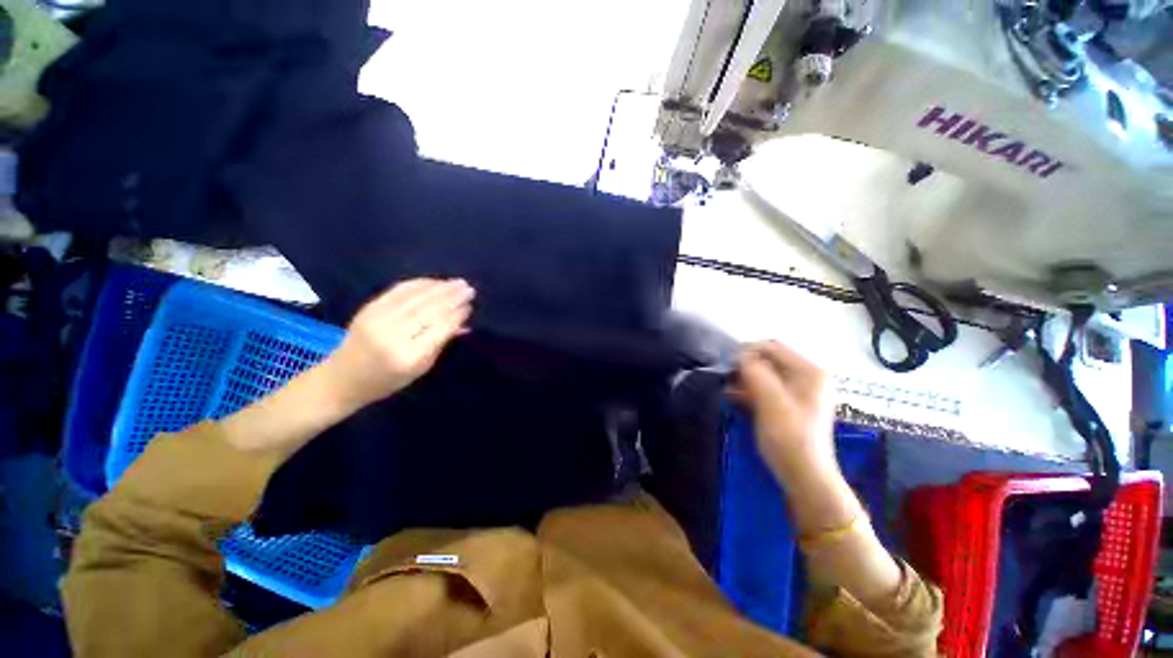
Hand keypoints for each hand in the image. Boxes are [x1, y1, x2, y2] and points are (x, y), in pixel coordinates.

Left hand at [322, 278, 473, 409]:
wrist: (341, 379)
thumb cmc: (386, 380)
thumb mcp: (420, 368)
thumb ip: (441, 343)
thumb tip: (463, 324)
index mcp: (408, 356)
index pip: (438, 329)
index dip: (456, 315)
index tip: (470, 305)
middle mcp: (392, 335)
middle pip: (427, 310)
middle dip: (451, 297)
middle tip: (469, 288)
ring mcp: (377, 320)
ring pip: (414, 298)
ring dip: (439, 288)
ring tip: (458, 282)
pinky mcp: (368, 309)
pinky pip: (397, 291)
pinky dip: (419, 284)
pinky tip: (434, 282)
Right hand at [735, 341, 835, 481]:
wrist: (804, 476)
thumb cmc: (789, 437)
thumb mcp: (770, 401)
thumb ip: (755, 373)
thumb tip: (739, 355)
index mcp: (809, 371)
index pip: (772, 347)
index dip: (747, 352)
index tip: (727, 366)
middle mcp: (807, 376)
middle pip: (768, 359)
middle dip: (745, 366)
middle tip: (727, 379)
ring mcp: (799, 391)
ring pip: (764, 374)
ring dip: (745, 379)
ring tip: (728, 389)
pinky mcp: (789, 404)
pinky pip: (765, 387)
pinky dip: (750, 389)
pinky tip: (734, 397)